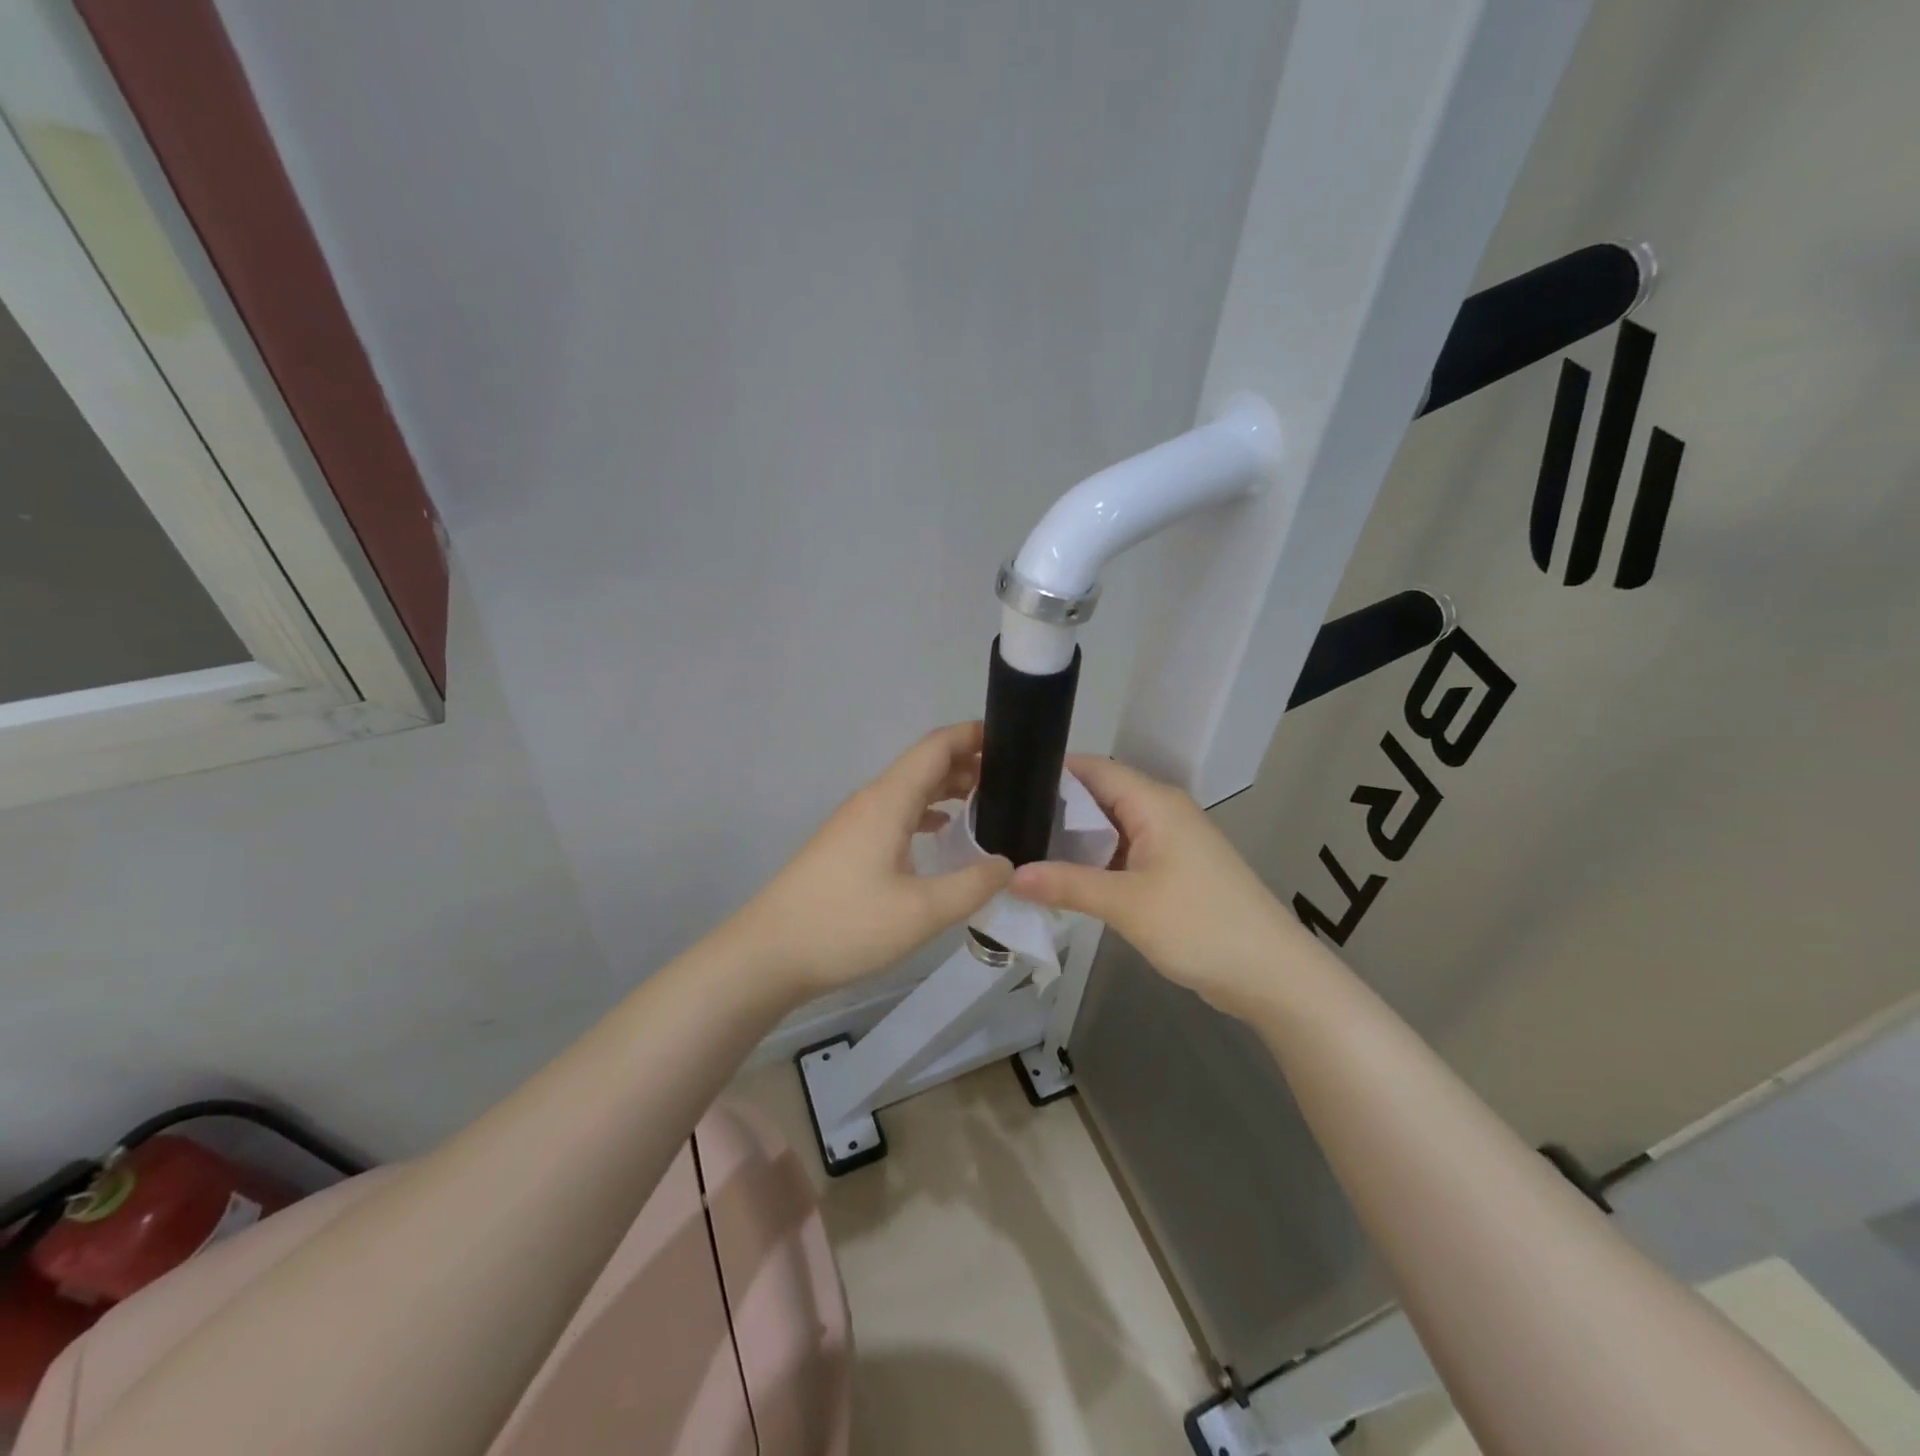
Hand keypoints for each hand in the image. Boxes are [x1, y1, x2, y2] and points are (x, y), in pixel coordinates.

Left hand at [733, 722, 1012, 1000]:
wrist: (769, 954)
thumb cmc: (846, 925)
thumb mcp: (922, 912)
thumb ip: (973, 885)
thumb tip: (1008, 865)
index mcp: (889, 800)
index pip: (937, 747)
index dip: (973, 735)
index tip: (1014, 741)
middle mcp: (872, 801)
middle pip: (925, 764)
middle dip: (969, 763)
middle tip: (1014, 780)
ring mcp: (856, 822)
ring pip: (909, 790)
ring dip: (947, 788)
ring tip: (988, 802)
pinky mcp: (848, 845)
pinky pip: (896, 813)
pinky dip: (926, 813)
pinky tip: (943, 833)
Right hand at [1010, 755, 1315, 1018]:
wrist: (1272, 975)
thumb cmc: (1201, 925)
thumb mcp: (1127, 904)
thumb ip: (1067, 885)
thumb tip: (1010, 876)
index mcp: (1155, 803)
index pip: (1094, 769)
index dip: (1050, 773)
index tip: (1004, 785)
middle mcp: (1161, 813)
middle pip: (1098, 797)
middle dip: (1054, 809)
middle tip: (1003, 825)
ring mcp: (1168, 843)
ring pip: (1109, 829)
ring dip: (1072, 841)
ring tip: (1020, 850)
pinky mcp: (1171, 872)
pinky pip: (1122, 855)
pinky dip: (1093, 864)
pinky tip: (1060, 880)